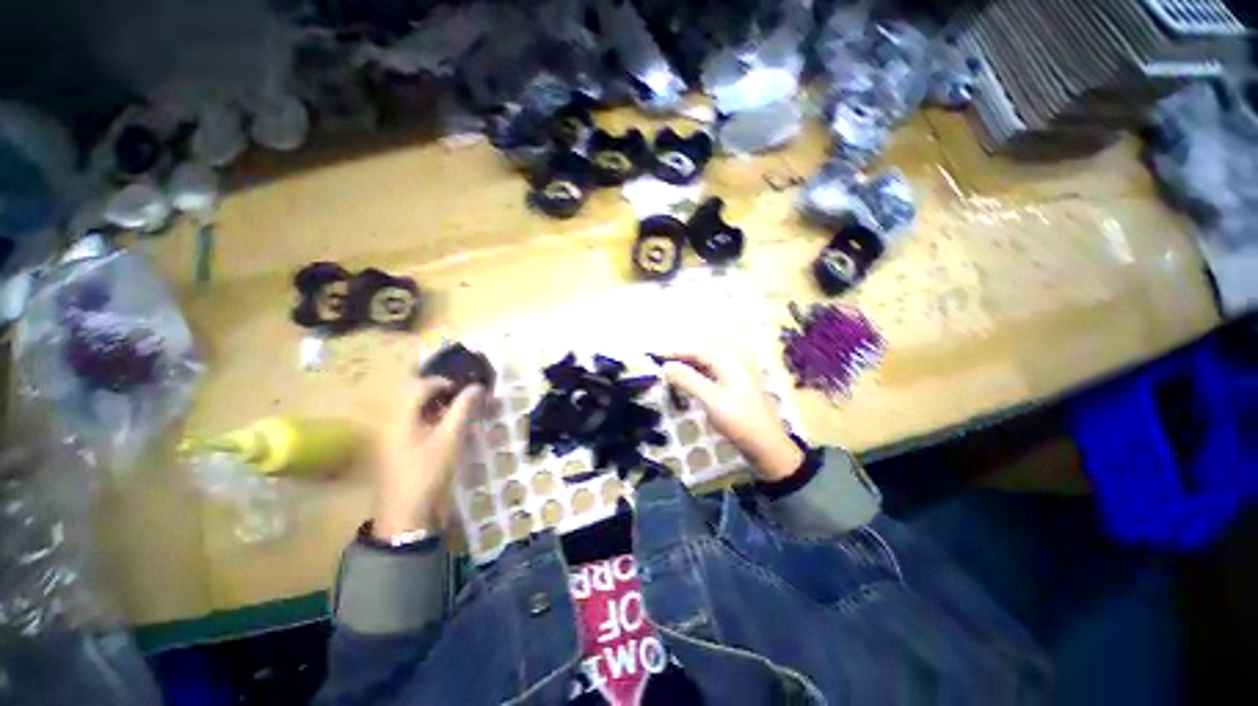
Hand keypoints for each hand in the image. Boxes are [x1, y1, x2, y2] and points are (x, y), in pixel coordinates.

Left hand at [371, 378, 483, 538]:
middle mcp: (391, 421)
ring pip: (414, 409)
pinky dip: (431, 420)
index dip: (444, 382)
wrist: (406, 514)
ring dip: (437, 406)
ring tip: (459, 414)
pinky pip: (412, 423)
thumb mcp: (450, 438)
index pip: (420, 385)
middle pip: (414, 395)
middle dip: (441, 393)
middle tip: (463, 400)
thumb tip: (477, 387)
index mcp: (400, 416)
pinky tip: (446, 430)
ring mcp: (390, 435)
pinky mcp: (395, 448)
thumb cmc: (428, 472)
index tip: (466, 390)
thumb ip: (463, 409)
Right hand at [662, 352, 802, 480]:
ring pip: (710, 362)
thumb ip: (687, 379)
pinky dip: (701, 374)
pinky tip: (693, 382)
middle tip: (664, 366)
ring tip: (675, 374)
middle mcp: (735, 360)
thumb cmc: (738, 419)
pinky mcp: (739, 384)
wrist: (767, 444)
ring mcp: (739, 372)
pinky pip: (716, 371)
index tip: (656, 357)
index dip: (675, 352)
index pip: (697, 350)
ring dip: (692, 365)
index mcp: (729, 360)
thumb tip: (666, 366)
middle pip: (704, 352)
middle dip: (683, 357)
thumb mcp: (710, 399)